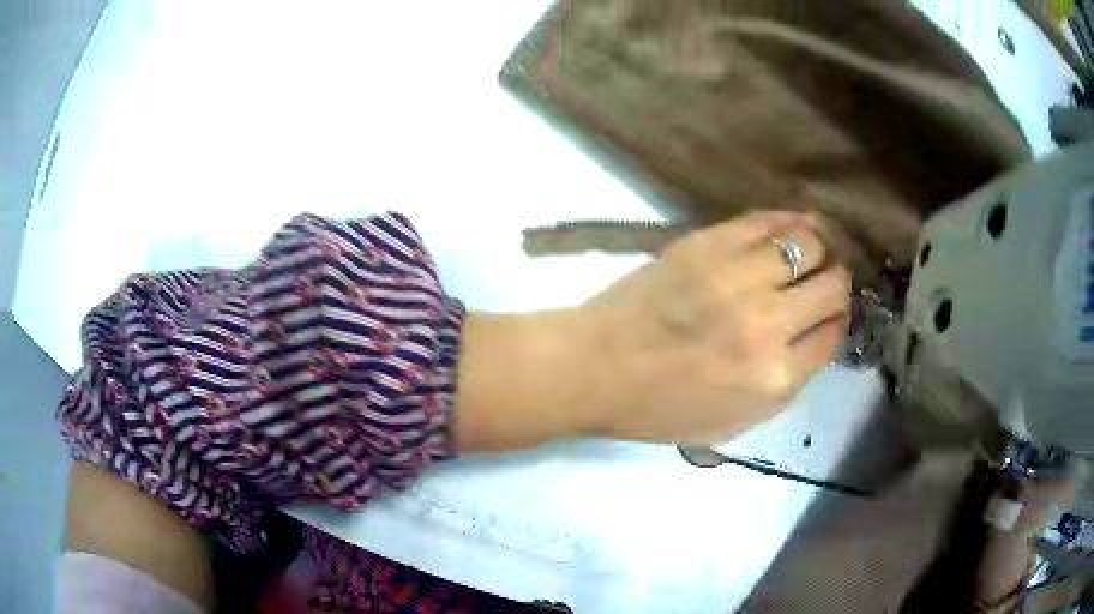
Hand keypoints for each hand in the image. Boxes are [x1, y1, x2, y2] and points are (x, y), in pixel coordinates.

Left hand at [455, 212, 850, 450]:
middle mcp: (767, 324)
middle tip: (821, 284)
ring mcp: (737, 277)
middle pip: (832, 286)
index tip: (826, 316)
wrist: (594, 368)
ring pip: (807, 243)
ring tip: (805, 255)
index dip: (835, 322)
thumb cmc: (659, 409)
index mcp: (774, 378)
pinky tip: (793, 227)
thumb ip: (786, 384)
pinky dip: (789, 221)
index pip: (833, 334)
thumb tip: (816, 338)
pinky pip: (766, 220)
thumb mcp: (733, 423)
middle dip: (835, 285)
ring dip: (815, 250)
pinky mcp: (707, 243)